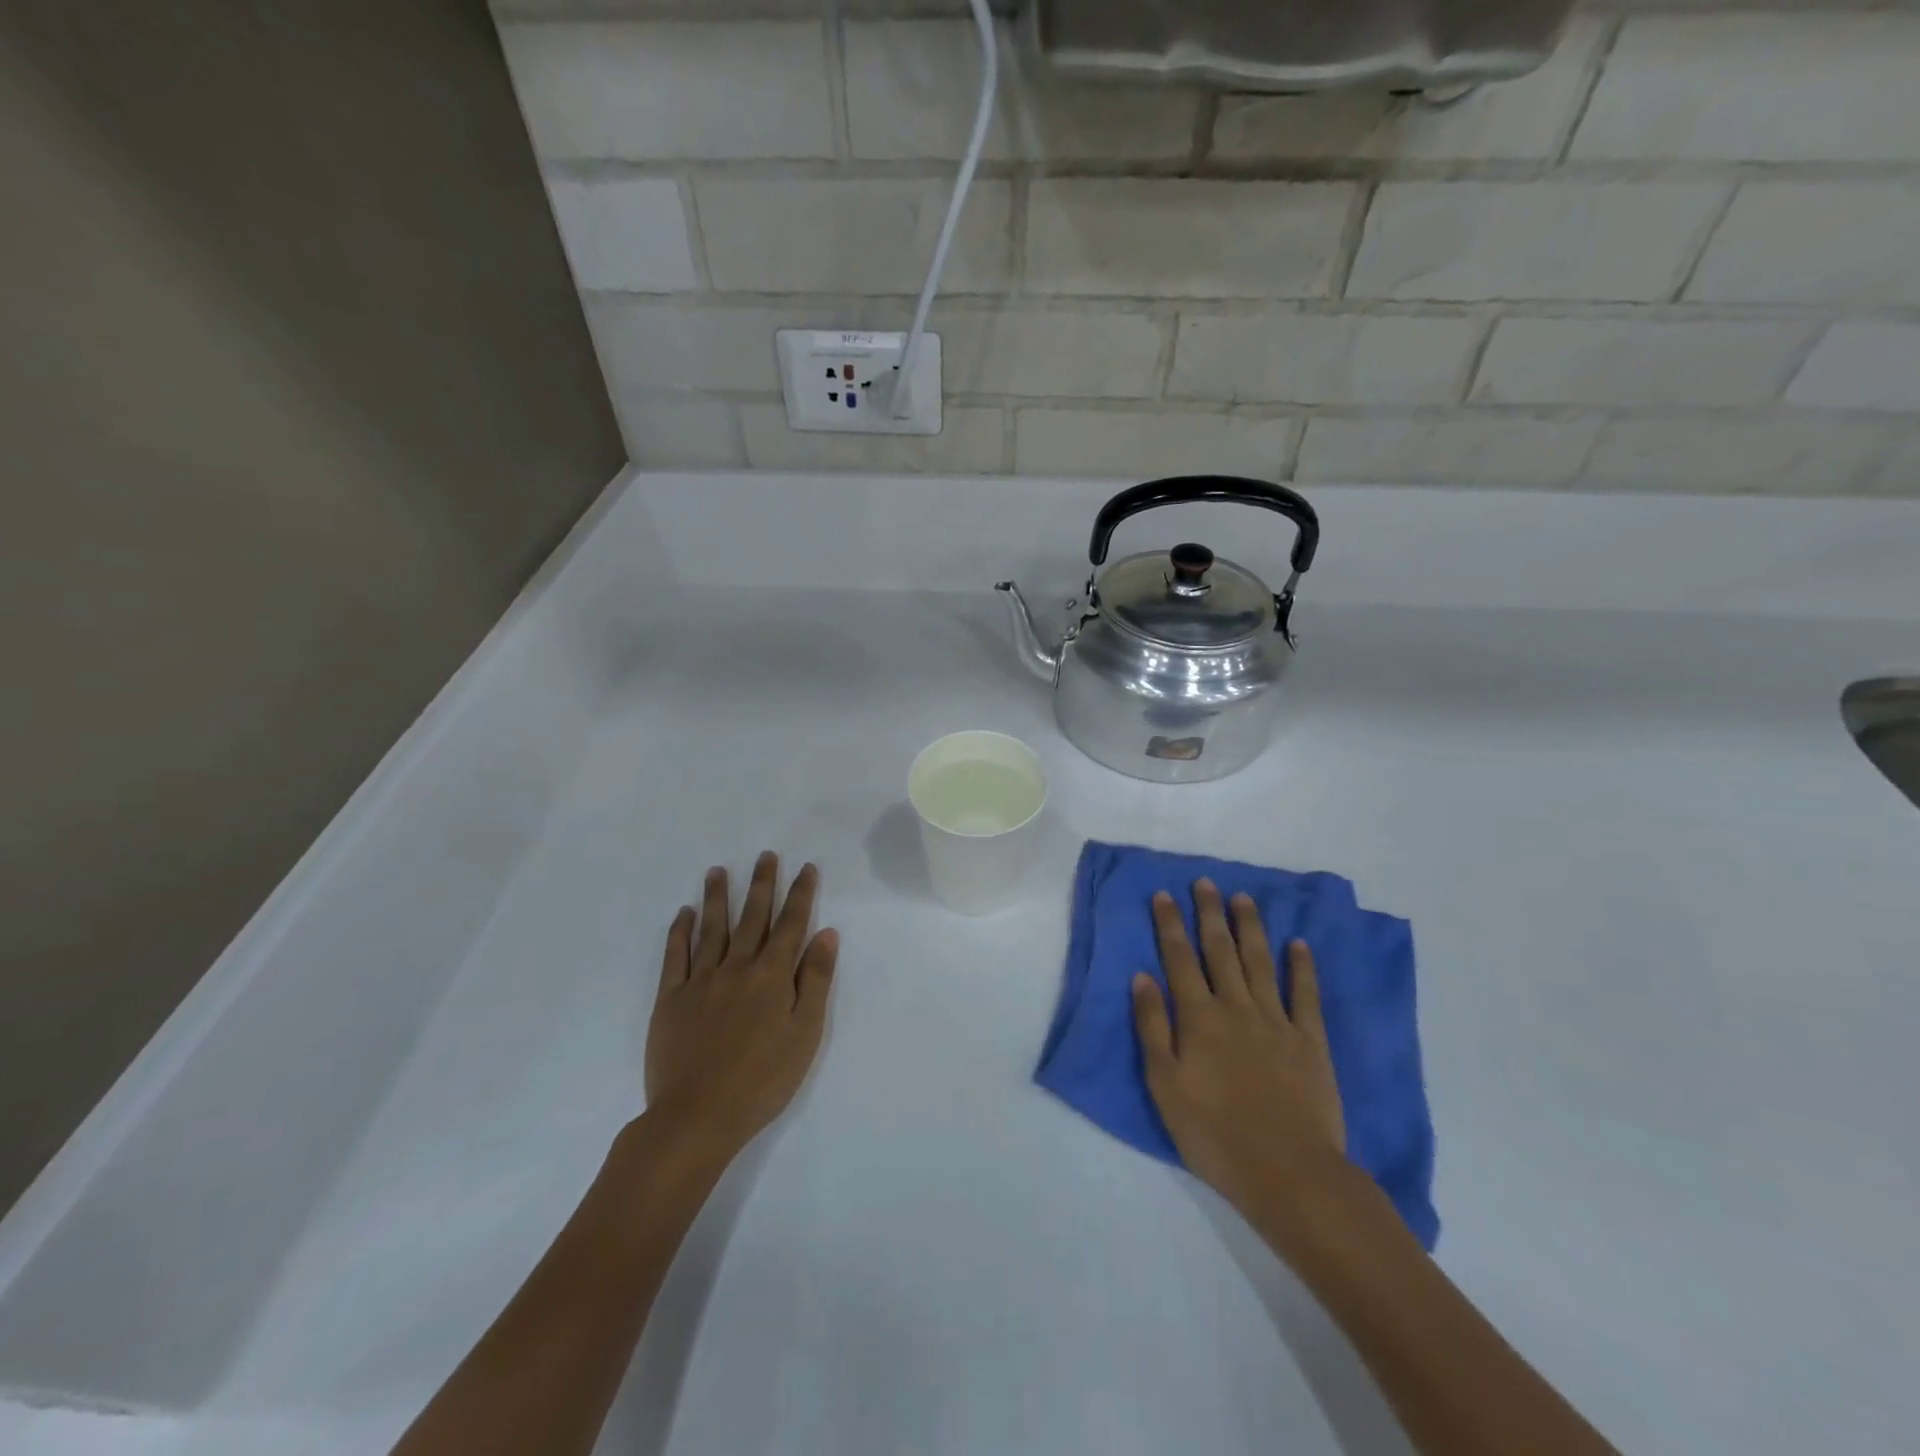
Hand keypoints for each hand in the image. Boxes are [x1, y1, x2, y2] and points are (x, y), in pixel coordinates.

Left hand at [643, 852, 838, 1160]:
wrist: (697, 1117)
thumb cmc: (763, 1080)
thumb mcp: (805, 1033)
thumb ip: (815, 980)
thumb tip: (825, 933)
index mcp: (772, 976)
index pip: (790, 924)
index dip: (800, 894)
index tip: (805, 867)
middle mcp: (736, 968)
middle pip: (752, 917)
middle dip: (762, 884)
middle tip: (765, 855)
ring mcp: (700, 981)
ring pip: (711, 928)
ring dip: (717, 897)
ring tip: (718, 870)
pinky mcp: (670, 999)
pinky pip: (675, 956)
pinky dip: (680, 931)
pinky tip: (684, 913)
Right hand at [1131, 880, 1347, 1240]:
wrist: (1288, 1173)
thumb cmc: (1214, 1134)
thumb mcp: (1165, 1085)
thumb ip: (1153, 1027)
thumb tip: (1142, 976)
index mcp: (1199, 1018)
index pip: (1180, 959)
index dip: (1170, 924)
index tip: (1164, 895)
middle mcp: (1236, 1007)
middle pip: (1220, 951)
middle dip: (1209, 914)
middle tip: (1205, 883)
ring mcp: (1277, 1021)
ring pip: (1260, 963)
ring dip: (1250, 928)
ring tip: (1243, 898)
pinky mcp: (1310, 1041)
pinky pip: (1305, 995)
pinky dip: (1302, 967)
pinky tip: (1298, 945)